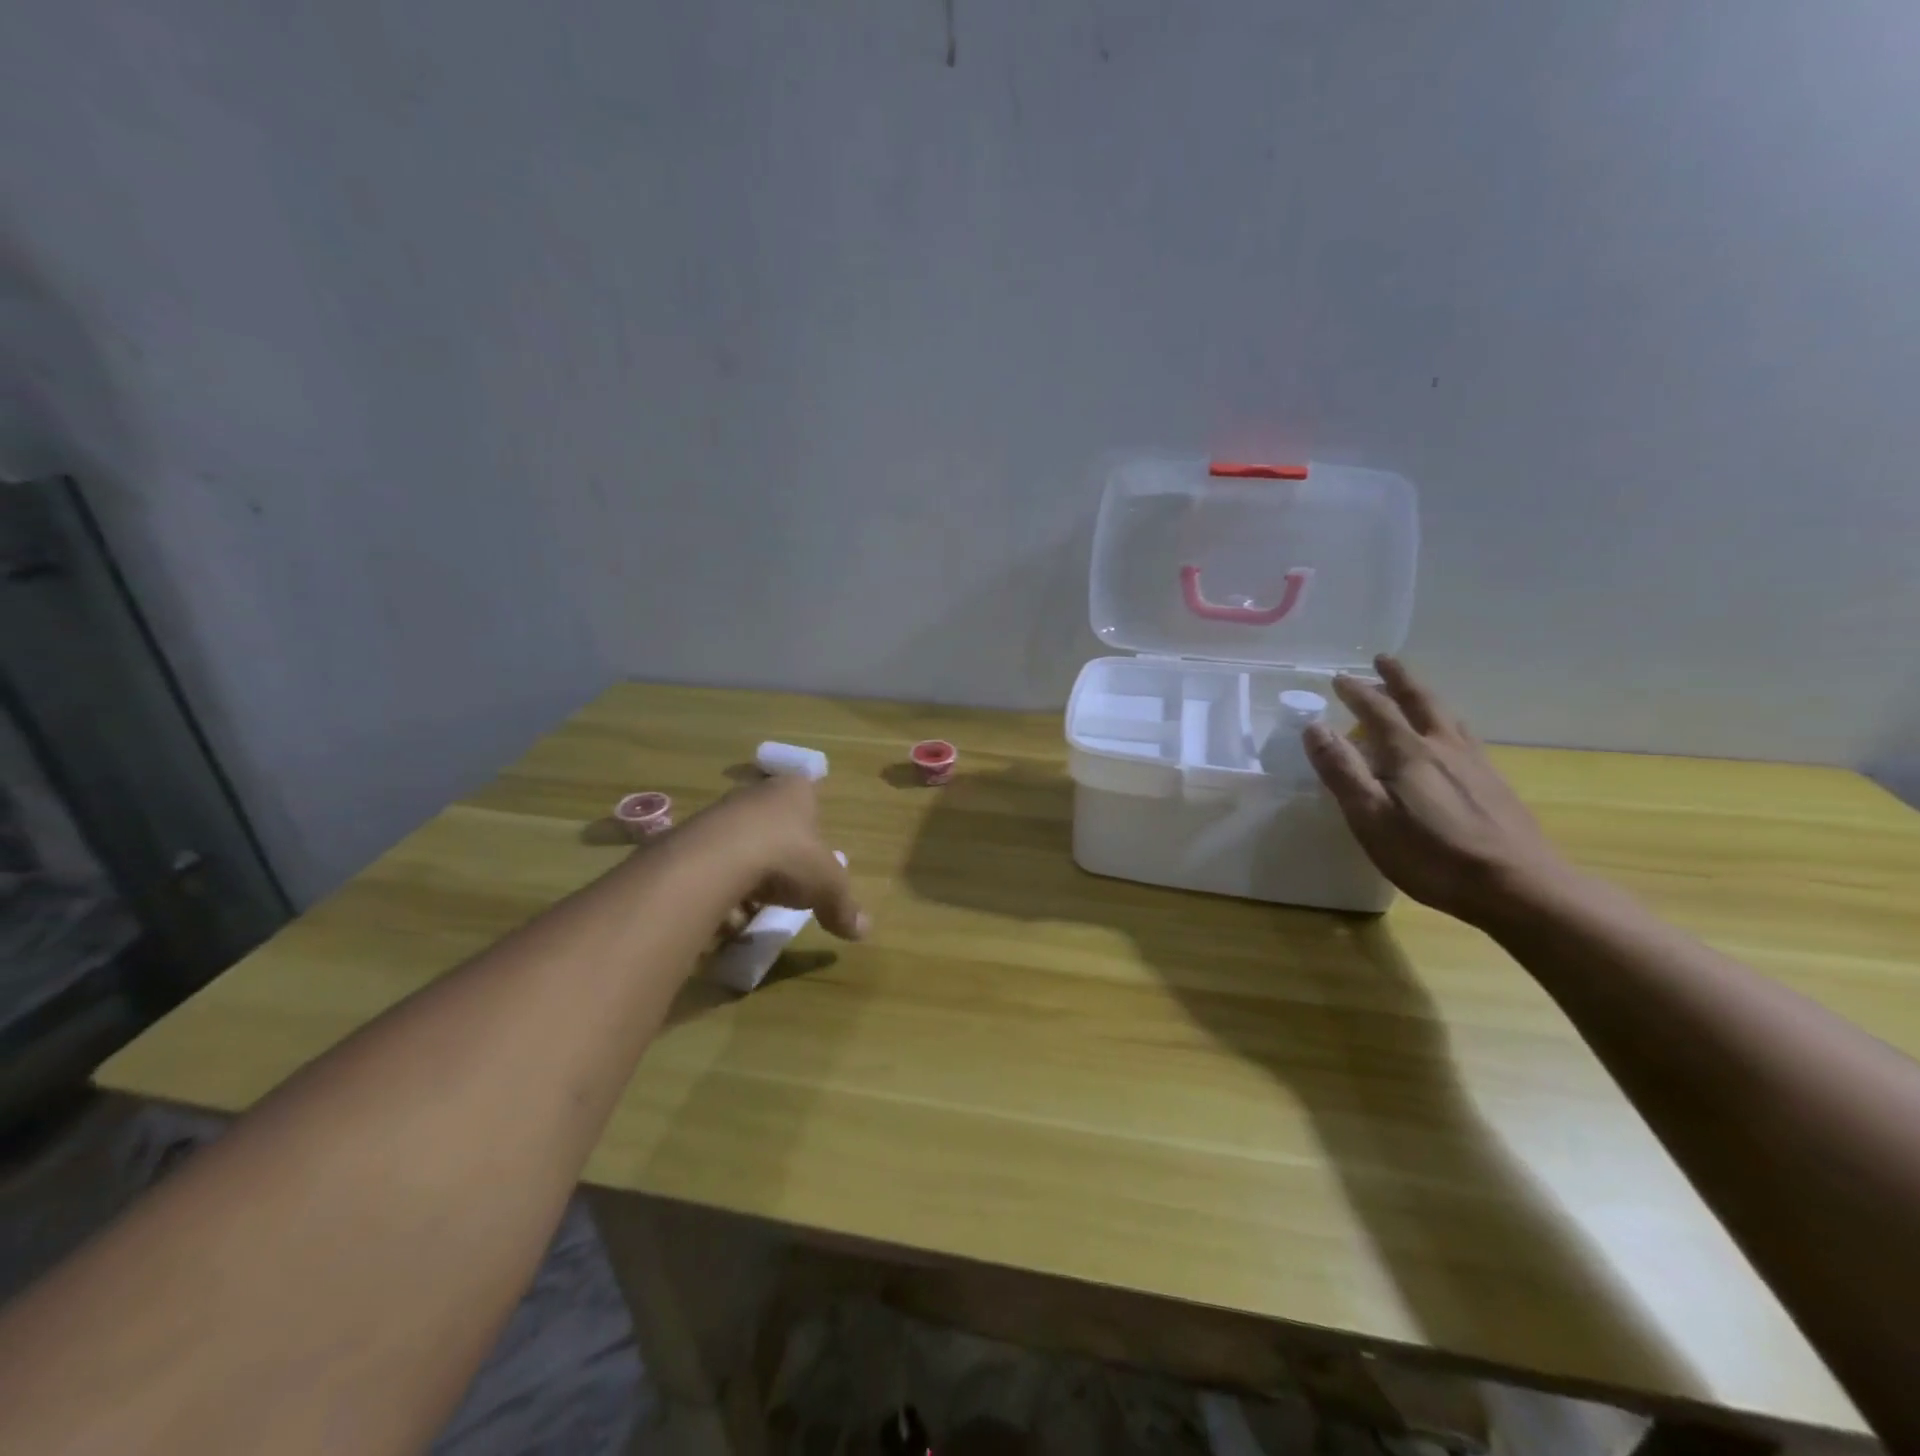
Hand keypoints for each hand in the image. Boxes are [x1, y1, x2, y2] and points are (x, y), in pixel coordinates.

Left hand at [679, 774, 868, 941]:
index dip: (812, 824)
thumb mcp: (828, 886)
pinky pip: (711, 864)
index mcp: (795, 791)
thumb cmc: (786, 857)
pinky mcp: (689, 837)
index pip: (808, 795)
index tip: (812, 854)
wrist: (715, 861)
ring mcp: (720, 813)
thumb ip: (844, 907)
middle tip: (785, 887)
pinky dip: (718, 887)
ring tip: (750, 909)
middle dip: (778, 854)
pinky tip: (723, 913)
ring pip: (740, 844)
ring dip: (746, 875)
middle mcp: (757, 793)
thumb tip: (864, 930)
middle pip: (772, 823)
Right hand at [1302, 655, 1577, 926]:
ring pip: (1446, 716)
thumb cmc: (1432, 855)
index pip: (1376, 710)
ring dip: (1425, 696)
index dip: (1356, 692)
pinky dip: (1446, 723)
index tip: (1339, 677)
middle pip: (1420, 701)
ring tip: (1414, 691)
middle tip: (1383, 660)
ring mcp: (1475, 764)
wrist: (1518, 887)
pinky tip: (1449, 738)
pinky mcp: (1494, 784)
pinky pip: (1464, 737)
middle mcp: (1443, 747)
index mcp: (1409, 753)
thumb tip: (1315, 727)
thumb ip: (1342, 770)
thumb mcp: (1370, 816)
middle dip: (1398, 679)